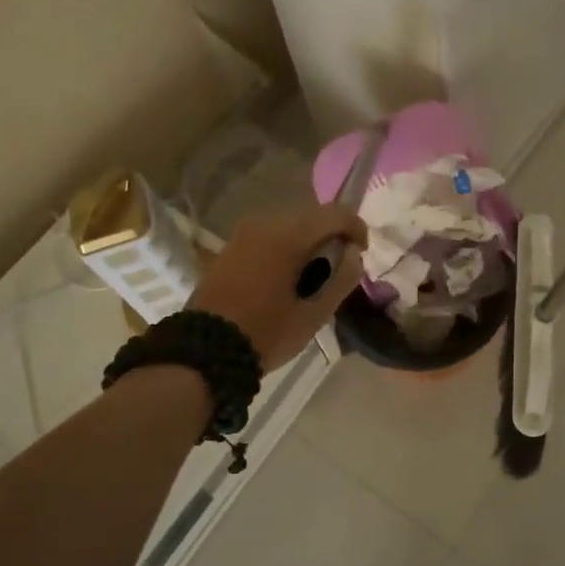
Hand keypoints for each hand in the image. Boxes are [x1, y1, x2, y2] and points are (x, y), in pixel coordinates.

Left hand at [188, 205, 368, 368]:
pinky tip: (287, 275)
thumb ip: (341, 280)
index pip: (335, 213)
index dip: (356, 227)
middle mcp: (264, 223)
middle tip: (339, 268)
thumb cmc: (265, 334)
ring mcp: (243, 233)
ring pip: (289, 224)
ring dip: (308, 241)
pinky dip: (286, 247)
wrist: (203, 352)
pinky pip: (269, 235)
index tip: (361, 253)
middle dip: (331, 235)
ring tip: (313, 275)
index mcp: (287, 237)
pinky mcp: (230, 246)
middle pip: (311, 216)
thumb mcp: (313, 315)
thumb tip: (354, 255)